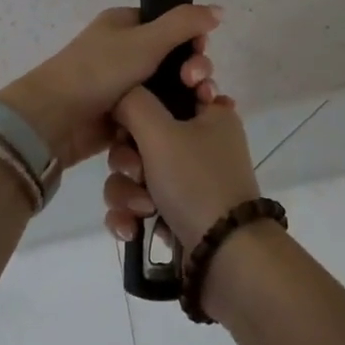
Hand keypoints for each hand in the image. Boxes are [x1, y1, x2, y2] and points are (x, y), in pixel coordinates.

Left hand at [0, 5, 222, 169]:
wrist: (55, 119)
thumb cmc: (100, 71)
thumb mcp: (146, 40)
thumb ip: (185, 23)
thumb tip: (219, 10)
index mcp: (125, 24)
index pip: (171, 26)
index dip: (192, 39)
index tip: (200, 53)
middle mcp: (124, 51)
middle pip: (173, 59)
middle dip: (193, 70)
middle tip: (199, 85)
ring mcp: (122, 86)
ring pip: (167, 89)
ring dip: (187, 96)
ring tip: (200, 107)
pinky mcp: (123, 116)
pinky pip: (155, 113)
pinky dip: (170, 117)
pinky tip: (188, 126)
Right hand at [105, 86, 258, 253]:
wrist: (223, 258)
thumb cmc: (196, 182)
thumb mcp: (161, 132)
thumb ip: (133, 102)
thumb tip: (121, 95)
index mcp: (210, 112)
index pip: (172, 86)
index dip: (149, 95)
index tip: (139, 109)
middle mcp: (200, 141)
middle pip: (141, 132)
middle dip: (129, 157)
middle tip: (138, 171)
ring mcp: (187, 179)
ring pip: (135, 170)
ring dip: (128, 191)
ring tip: (143, 209)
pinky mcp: (174, 212)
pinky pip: (137, 202)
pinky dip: (131, 214)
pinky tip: (132, 228)